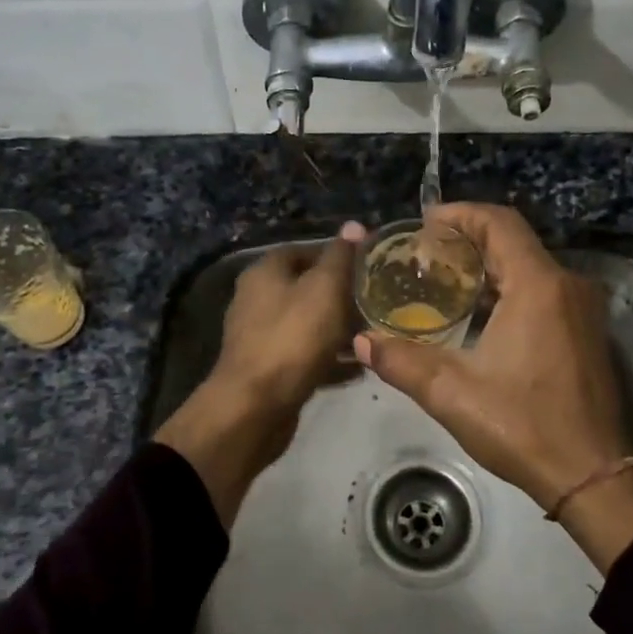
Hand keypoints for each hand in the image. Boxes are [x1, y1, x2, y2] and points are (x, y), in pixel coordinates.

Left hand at [156, 224, 363, 526]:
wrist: (255, 407)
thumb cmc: (293, 338)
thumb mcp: (325, 289)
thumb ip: (341, 257)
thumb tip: (354, 226)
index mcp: (265, 272)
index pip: (304, 250)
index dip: (338, 256)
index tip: (370, 267)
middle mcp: (256, 299)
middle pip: (306, 288)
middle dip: (341, 295)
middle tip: (377, 303)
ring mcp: (260, 336)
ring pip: (307, 324)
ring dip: (338, 329)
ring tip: (371, 335)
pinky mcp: (268, 369)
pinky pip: (304, 355)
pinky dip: (328, 358)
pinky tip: (356, 368)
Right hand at [353, 204, 632, 569]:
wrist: (595, 475)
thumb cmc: (524, 426)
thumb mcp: (453, 394)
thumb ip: (402, 361)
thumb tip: (359, 341)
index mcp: (539, 286)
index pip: (499, 224)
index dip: (461, 214)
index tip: (426, 222)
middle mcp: (567, 285)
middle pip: (515, 241)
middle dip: (469, 240)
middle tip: (426, 252)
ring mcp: (583, 309)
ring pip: (531, 266)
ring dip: (490, 266)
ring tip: (445, 279)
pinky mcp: (588, 332)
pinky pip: (544, 290)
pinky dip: (510, 288)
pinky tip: (480, 314)